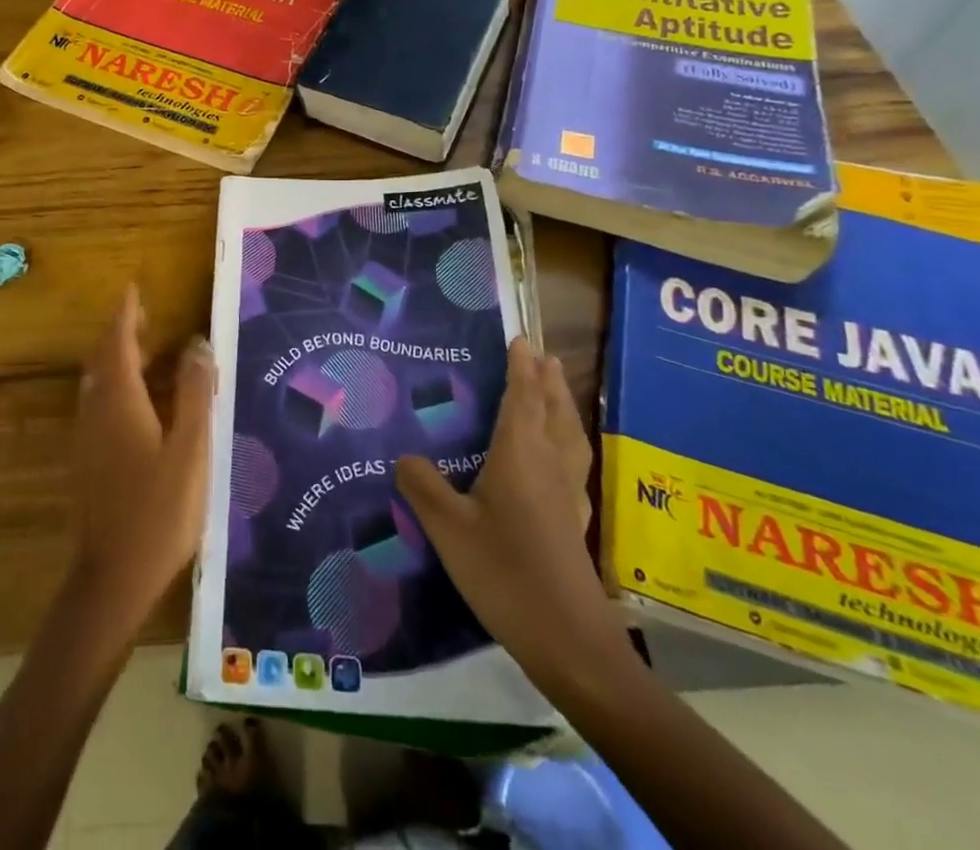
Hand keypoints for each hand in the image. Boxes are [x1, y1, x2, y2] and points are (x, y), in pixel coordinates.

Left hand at [68, 284, 214, 628]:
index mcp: (120, 402)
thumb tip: (197, 344)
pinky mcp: (88, 462)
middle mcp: (96, 412)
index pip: (118, 343)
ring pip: (99, 383)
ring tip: (150, 353)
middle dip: (121, 333)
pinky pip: (100, 405)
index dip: (125, 315)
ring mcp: (88, 439)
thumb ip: (193, 394)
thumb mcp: (190, 450)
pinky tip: (143, 404)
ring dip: (119, 360)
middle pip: (103, 360)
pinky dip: (118, 387)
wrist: (112, 579)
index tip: (133, 289)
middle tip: (146, 317)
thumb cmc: (158, 512)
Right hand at [397, 339, 631, 698]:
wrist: (569, 641)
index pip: (522, 398)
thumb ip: (423, 485)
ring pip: (570, 437)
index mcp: (521, 455)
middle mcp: (550, 465)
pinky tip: (562, 461)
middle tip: (544, 355)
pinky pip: (574, 464)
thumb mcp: (449, 528)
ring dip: (563, 407)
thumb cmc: (505, 572)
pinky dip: (569, 443)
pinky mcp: (575, 524)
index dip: (521, 367)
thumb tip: (404, 456)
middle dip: (547, 381)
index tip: (521, 339)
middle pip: (554, 411)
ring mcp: (568, 496)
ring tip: (557, 391)